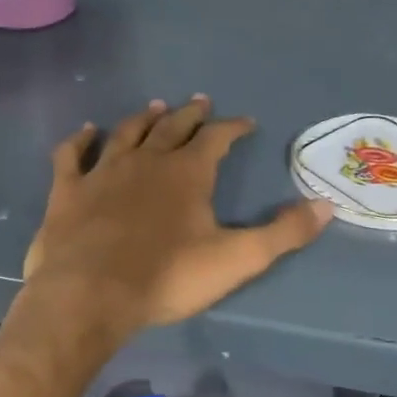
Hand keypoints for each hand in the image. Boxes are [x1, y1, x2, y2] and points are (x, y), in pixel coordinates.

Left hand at [23, 96, 331, 341]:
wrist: (90, 294)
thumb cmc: (167, 277)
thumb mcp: (237, 259)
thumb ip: (283, 233)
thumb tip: (328, 206)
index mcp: (187, 173)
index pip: (217, 138)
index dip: (233, 127)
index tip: (245, 122)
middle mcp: (146, 161)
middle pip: (172, 128)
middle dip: (190, 114)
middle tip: (200, 101)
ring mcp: (103, 172)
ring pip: (127, 133)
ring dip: (144, 119)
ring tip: (156, 107)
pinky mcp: (68, 191)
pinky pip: (72, 154)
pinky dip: (80, 140)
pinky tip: (86, 131)